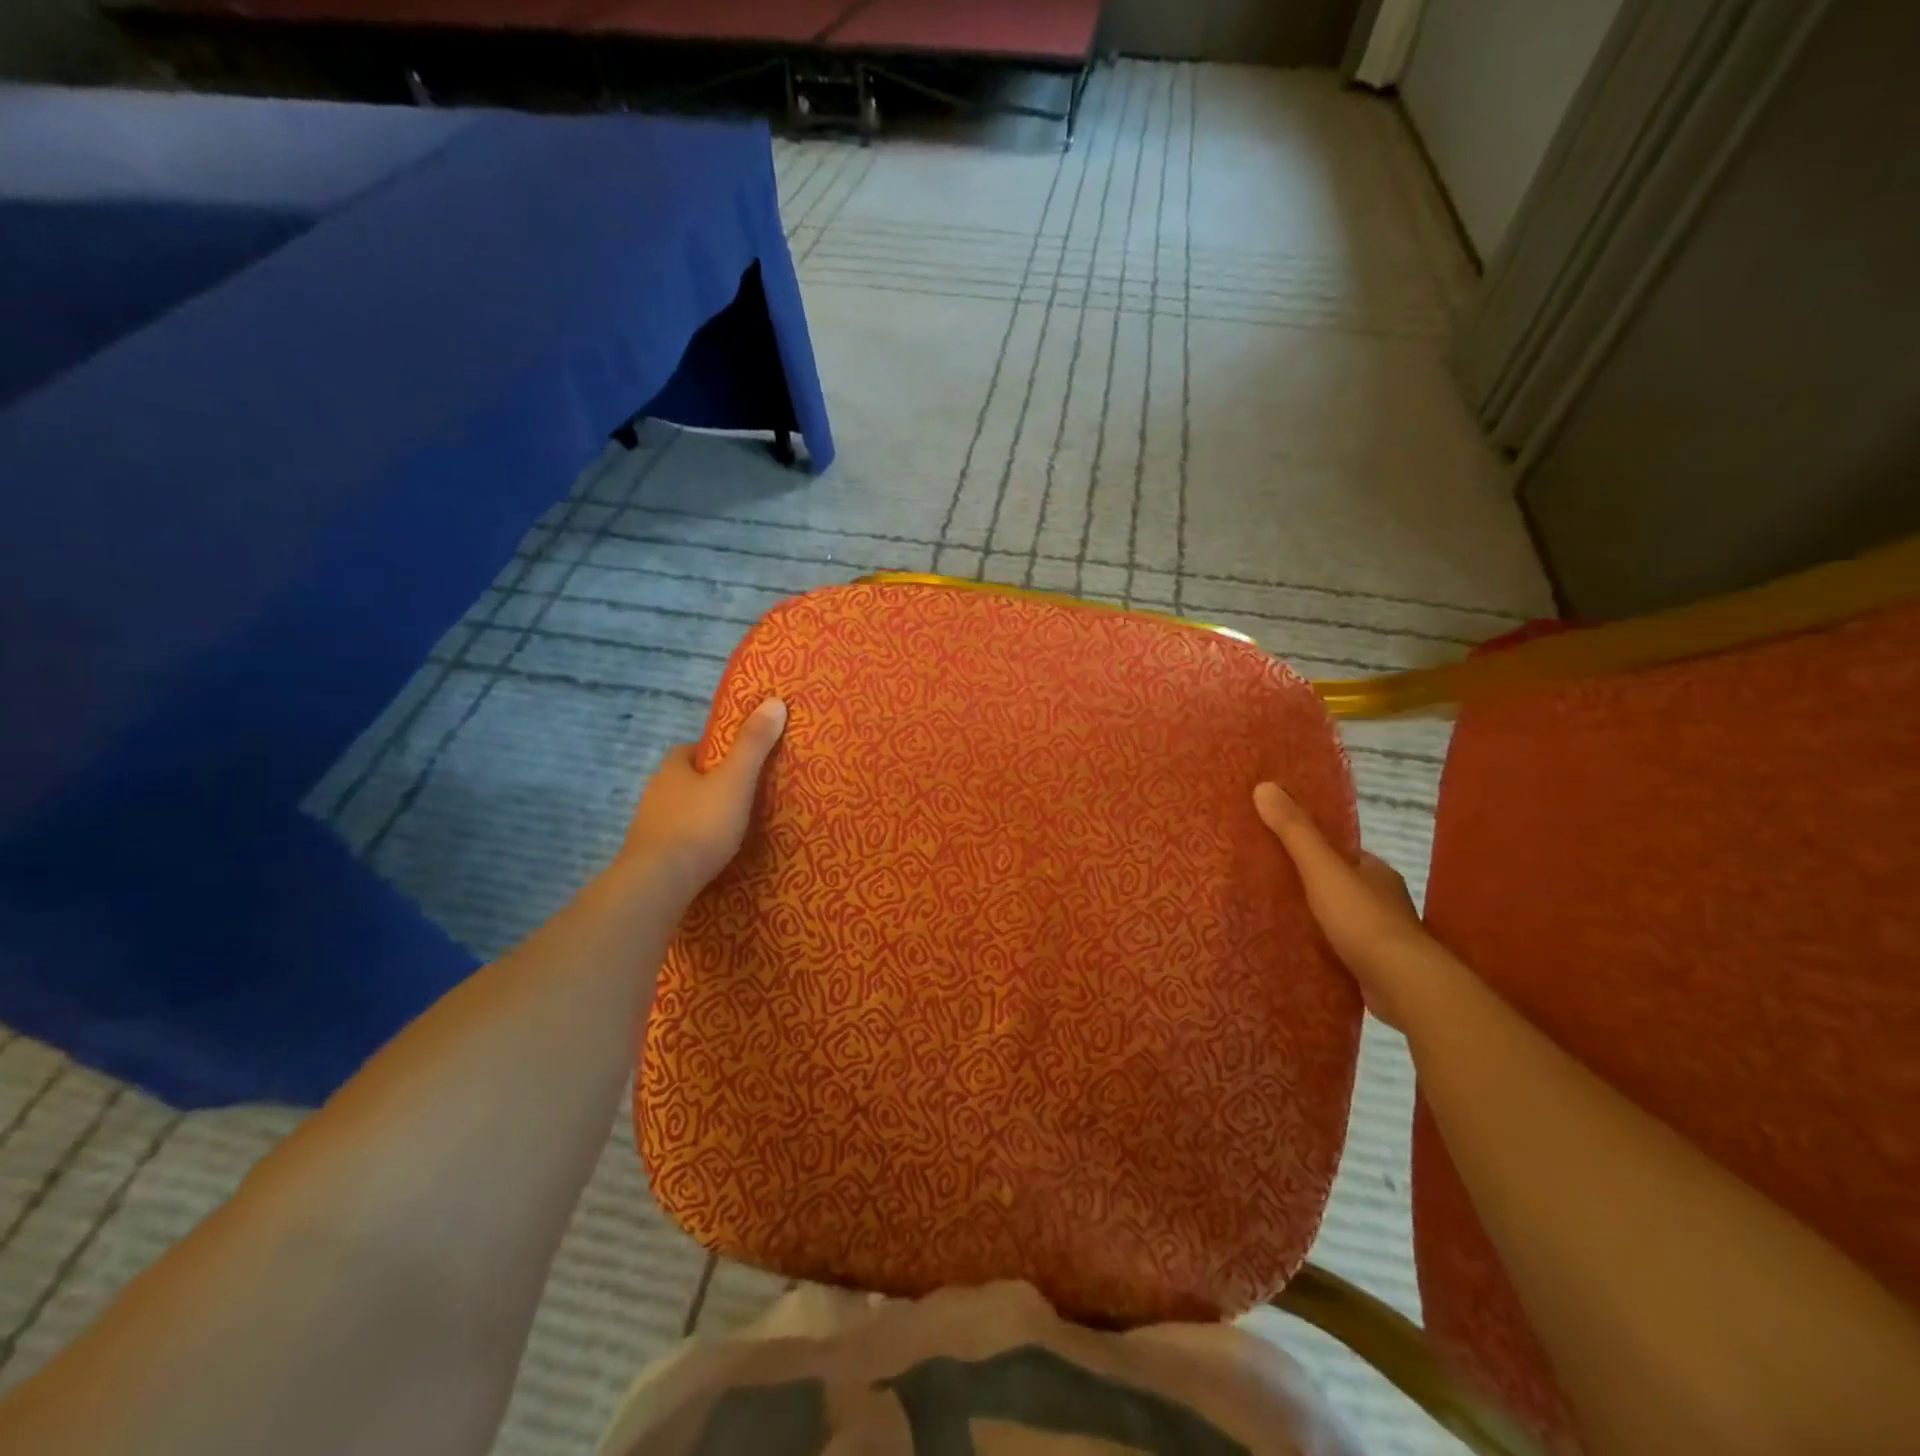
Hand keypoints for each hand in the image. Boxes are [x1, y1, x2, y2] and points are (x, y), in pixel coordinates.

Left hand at [620, 698, 786, 900]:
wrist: (659, 882)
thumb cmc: (700, 824)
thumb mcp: (736, 780)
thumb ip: (754, 744)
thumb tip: (774, 701)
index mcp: (673, 769)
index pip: (691, 750)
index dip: (714, 753)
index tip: (738, 761)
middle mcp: (655, 792)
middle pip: (684, 781)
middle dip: (707, 785)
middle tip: (740, 795)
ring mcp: (648, 827)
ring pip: (677, 811)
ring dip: (698, 815)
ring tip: (730, 827)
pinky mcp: (648, 857)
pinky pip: (674, 841)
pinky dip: (691, 843)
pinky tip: (708, 855)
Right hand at [1254, 781, 1428, 1029]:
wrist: (1401, 984)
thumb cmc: (1362, 918)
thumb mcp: (1321, 868)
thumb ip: (1294, 831)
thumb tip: (1264, 785)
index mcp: (1376, 871)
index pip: (1340, 852)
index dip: (1312, 847)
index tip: (1278, 847)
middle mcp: (1383, 900)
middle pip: (1339, 884)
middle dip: (1311, 884)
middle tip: (1268, 883)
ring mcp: (1382, 937)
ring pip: (1341, 918)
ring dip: (1316, 918)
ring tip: (1274, 917)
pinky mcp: (1375, 968)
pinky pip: (1342, 949)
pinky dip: (1323, 947)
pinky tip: (1298, 950)